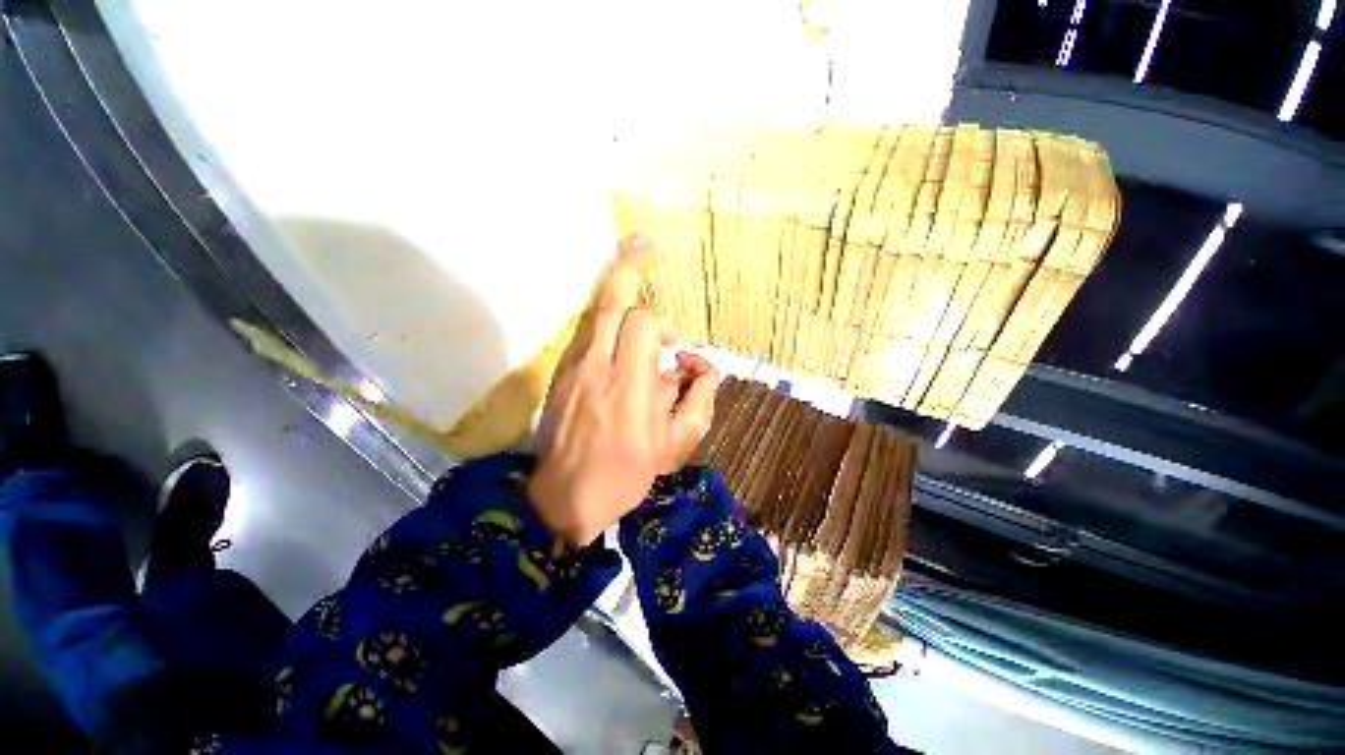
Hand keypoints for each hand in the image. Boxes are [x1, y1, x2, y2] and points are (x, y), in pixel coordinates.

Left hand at [528, 236, 719, 546]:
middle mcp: (597, 365)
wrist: (565, 496)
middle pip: (610, 301)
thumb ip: (697, 399)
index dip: (666, 325)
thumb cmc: (626, 473)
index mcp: (629, 384)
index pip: (644, 323)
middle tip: (640, 241)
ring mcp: (573, 367)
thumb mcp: (676, 445)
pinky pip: (586, 332)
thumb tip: (694, 367)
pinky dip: (605, 318)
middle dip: (628, 267)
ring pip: (594, 312)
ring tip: (631, 262)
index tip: (677, 347)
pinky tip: (619, 324)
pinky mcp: (562, 373)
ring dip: (616, 290)